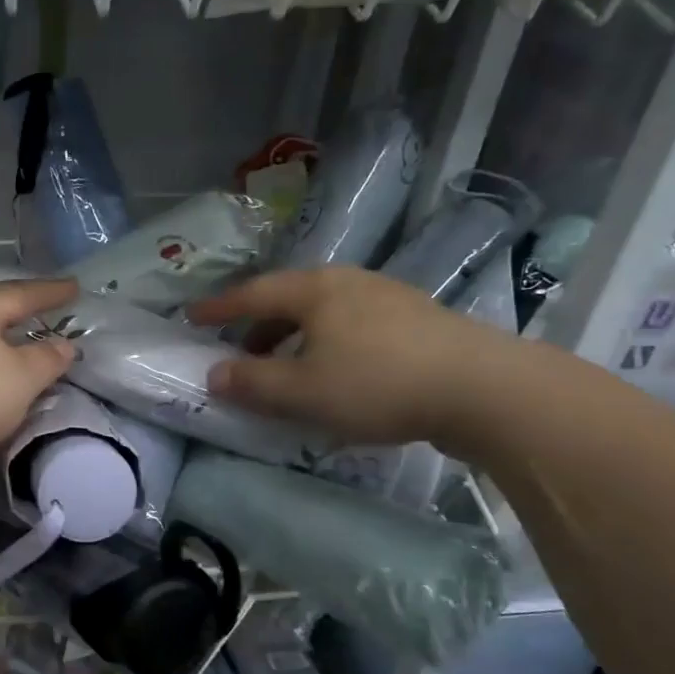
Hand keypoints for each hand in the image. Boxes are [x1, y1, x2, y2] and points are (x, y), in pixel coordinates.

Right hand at [186, 268, 517, 448]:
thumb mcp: (303, 391)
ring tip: (287, 368)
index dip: (219, 307)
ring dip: (295, 337)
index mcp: (315, 290)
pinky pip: (353, 325)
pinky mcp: (417, 320)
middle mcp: (348, 282)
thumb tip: (213, 374)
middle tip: (239, 352)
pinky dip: (328, 343)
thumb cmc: (378, 384)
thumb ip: (252, 383)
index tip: (192, 316)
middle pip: (289, 299)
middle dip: (259, 326)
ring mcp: (387, 297)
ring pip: (324, 312)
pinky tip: (338, 371)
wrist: (482, 388)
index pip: (253, 294)